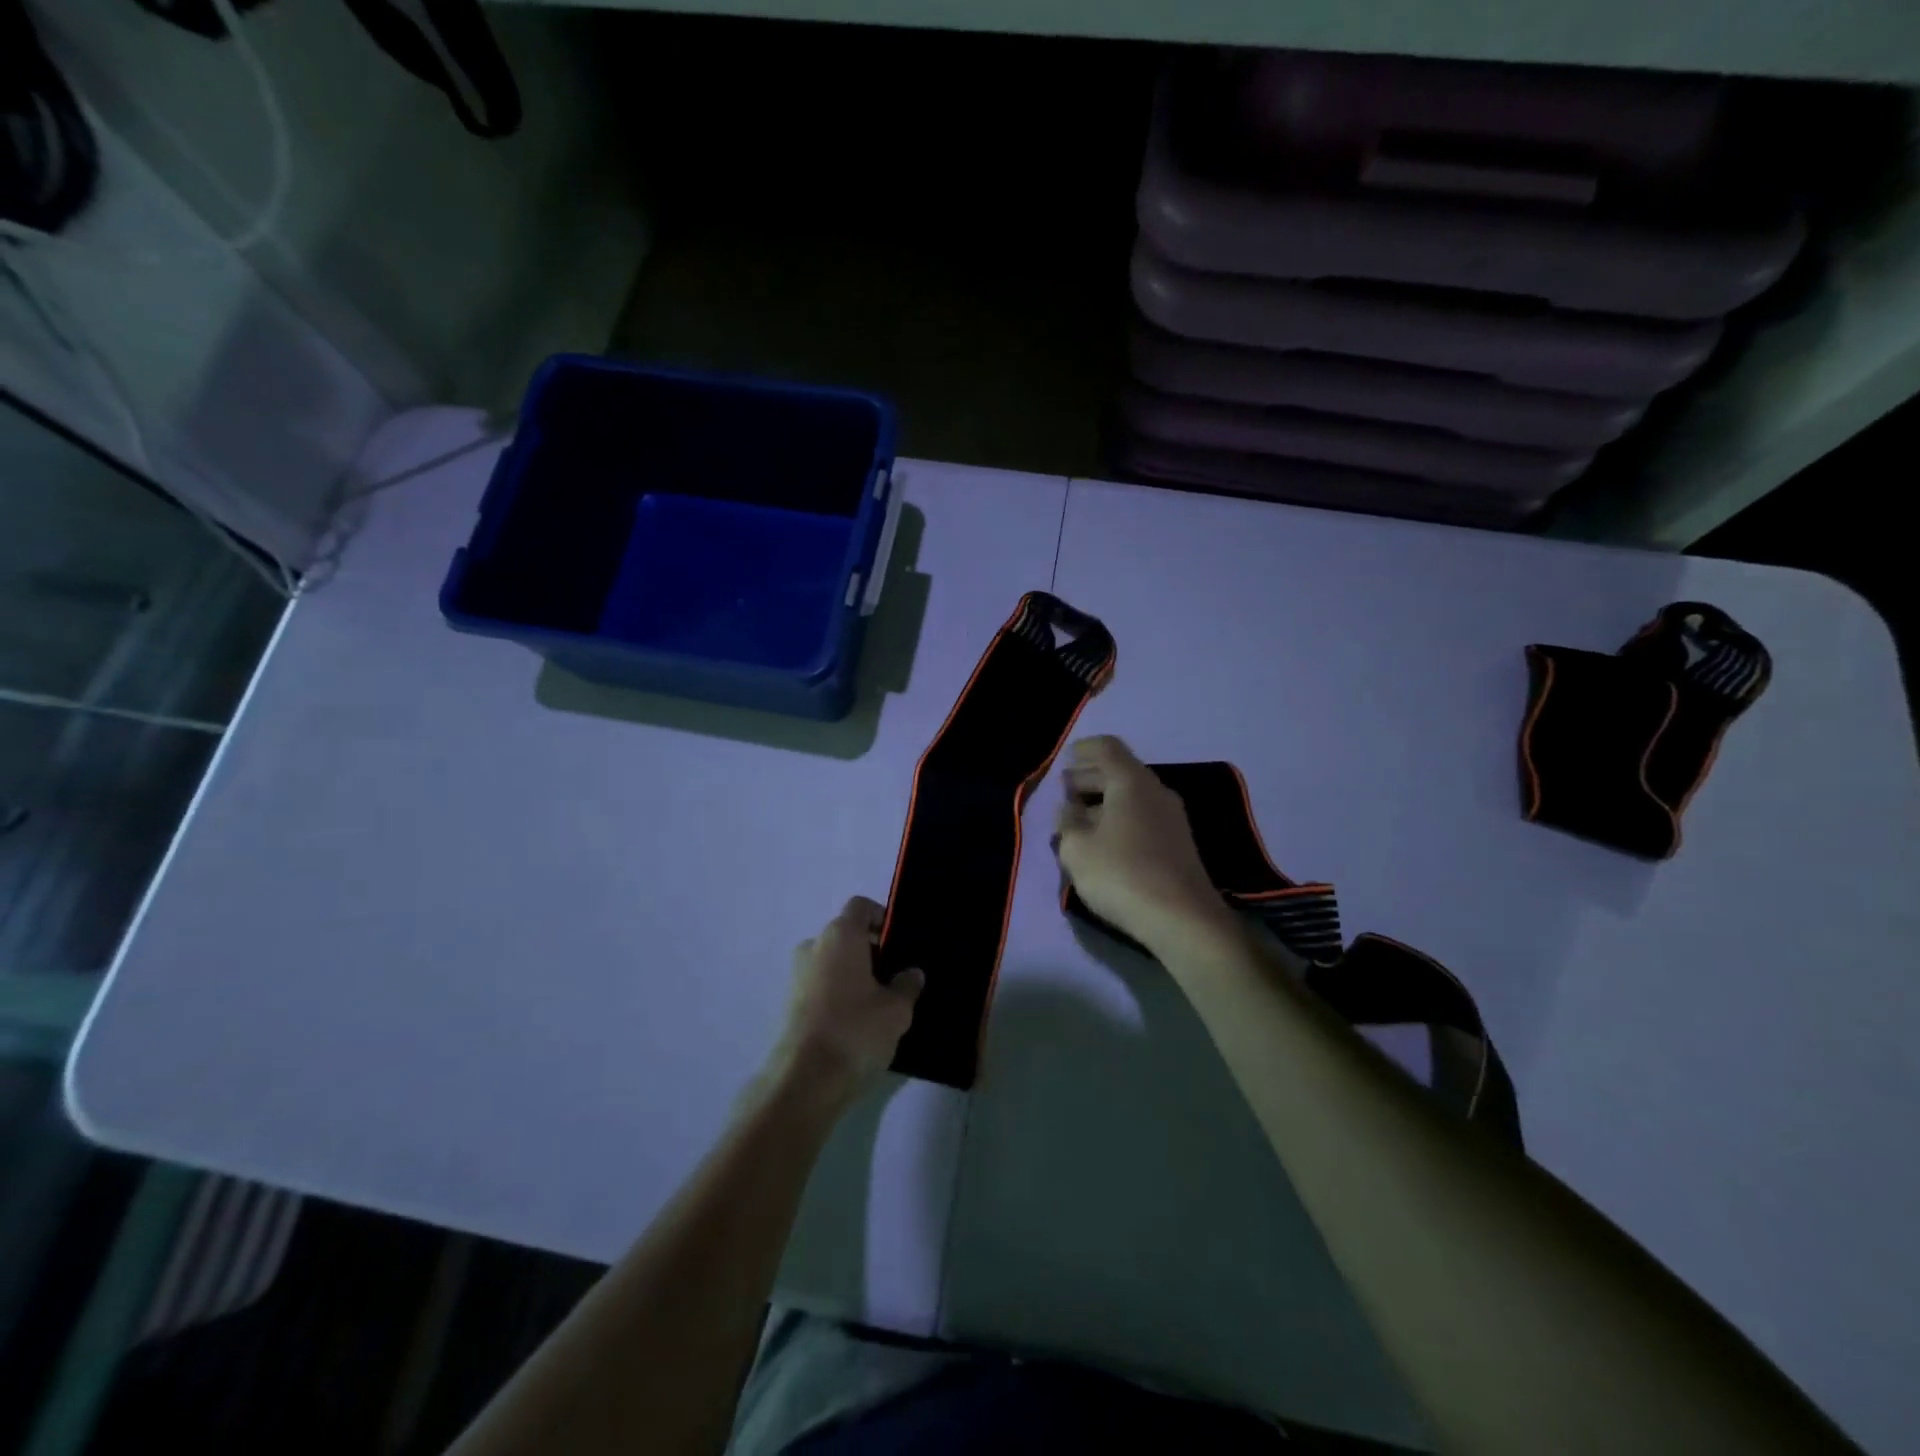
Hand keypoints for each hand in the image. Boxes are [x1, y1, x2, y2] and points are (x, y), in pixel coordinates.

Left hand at [768, 897, 923, 1112]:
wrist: (805, 1081)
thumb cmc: (856, 1030)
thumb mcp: (896, 1009)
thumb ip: (907, 985)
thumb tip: (911, 973)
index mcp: (840, 935)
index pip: (861, 907)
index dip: (882, 918)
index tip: (899, 944)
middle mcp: (814, 946)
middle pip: (846, 935)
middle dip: (871, 951)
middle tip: (896, 978)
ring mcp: (798, 975)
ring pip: (833, 962)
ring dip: (855, 975)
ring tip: (880, 1004)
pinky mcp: (791, 1004)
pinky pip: (822, 986)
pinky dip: (839, 994)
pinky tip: (858, 1022)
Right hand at [1054, 736, 1237, 958]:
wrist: (1183, 919)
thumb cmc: (1122, 874)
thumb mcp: (1077, 848)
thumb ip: (1067, 821)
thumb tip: (1069, 808)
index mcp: (1131, 782)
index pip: (1107, 748)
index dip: (1083, 749)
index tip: (1065, 760)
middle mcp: (1156, 791)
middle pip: (1120, 771)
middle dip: (1089, 777)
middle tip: (1065, 790)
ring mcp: (1172, 818)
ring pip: (1132, 796)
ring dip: (1103, 801)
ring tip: (1077, 819)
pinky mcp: (1178, 843)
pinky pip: (1142, 816)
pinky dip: (1119, 818)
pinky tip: (1102, 840)